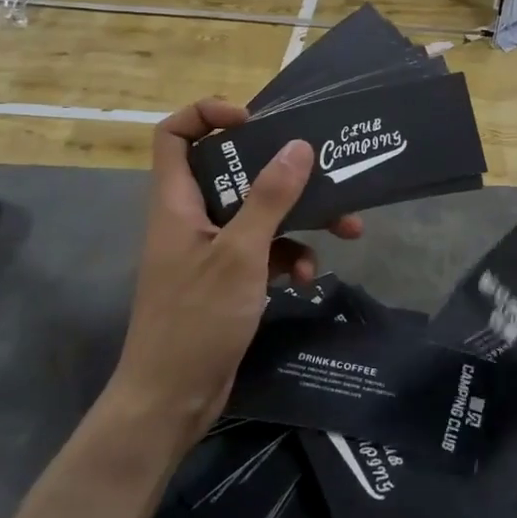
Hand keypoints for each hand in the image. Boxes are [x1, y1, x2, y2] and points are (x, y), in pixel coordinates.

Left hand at [107, 99, 360, 441]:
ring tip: (346, 229)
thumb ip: (269, 198)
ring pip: (258, 212)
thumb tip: (298, 145)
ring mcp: (211, 248)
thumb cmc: (196, 320)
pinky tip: (310, 275)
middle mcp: (192, 216)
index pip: (175, 134)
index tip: (254, 122)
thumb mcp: (239, 254)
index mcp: (178, 200)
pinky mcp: (229, 277)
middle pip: (233, 170)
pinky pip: (264, 250)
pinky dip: (289, 256)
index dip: (208, 115)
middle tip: (321, 169)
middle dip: (281, 171)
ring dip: (300, 218)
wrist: (171, 402)